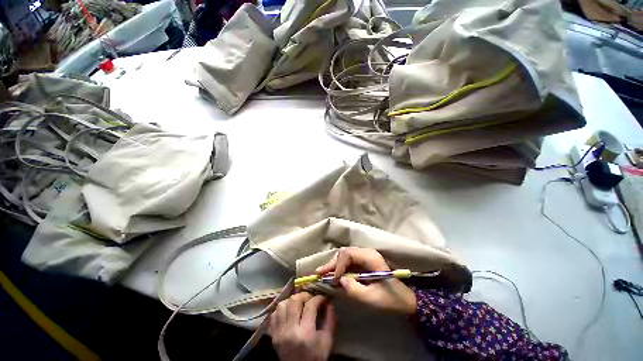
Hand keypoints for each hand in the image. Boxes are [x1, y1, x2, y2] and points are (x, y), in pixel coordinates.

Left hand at [268, 292, 335, 360]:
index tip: (323, 298)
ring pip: (282, 305)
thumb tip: (330, 304)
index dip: (318, 298)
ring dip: (291, 301)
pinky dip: (281, 309)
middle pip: (294, 301)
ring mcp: (279, 332)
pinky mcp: (273, 335)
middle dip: (304, 295)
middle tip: (310, 298)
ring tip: (299, 303)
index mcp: (306, 333)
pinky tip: (288, 311)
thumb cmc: (316, 357)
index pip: (310, 306)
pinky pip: (274, 314)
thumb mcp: (327, 342)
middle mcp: (290, 330)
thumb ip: (330, 321)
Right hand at [315, 247, 416, 314]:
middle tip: (319, 273)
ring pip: (345, 256)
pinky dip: (339, 267)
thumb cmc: (391, 299)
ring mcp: (365, 256)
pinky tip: (332, 274)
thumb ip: (354, 289)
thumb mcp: (372, 298)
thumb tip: (339, 281)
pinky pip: (348, 261)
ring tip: (322, 273)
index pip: (349, 254)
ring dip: (334, 265)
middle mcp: (367, 252)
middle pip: (345, 253)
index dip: (338, 265)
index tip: (332, 280)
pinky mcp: (364, 262)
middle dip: (332, 263)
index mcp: (371, 257)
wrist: (405, 299)